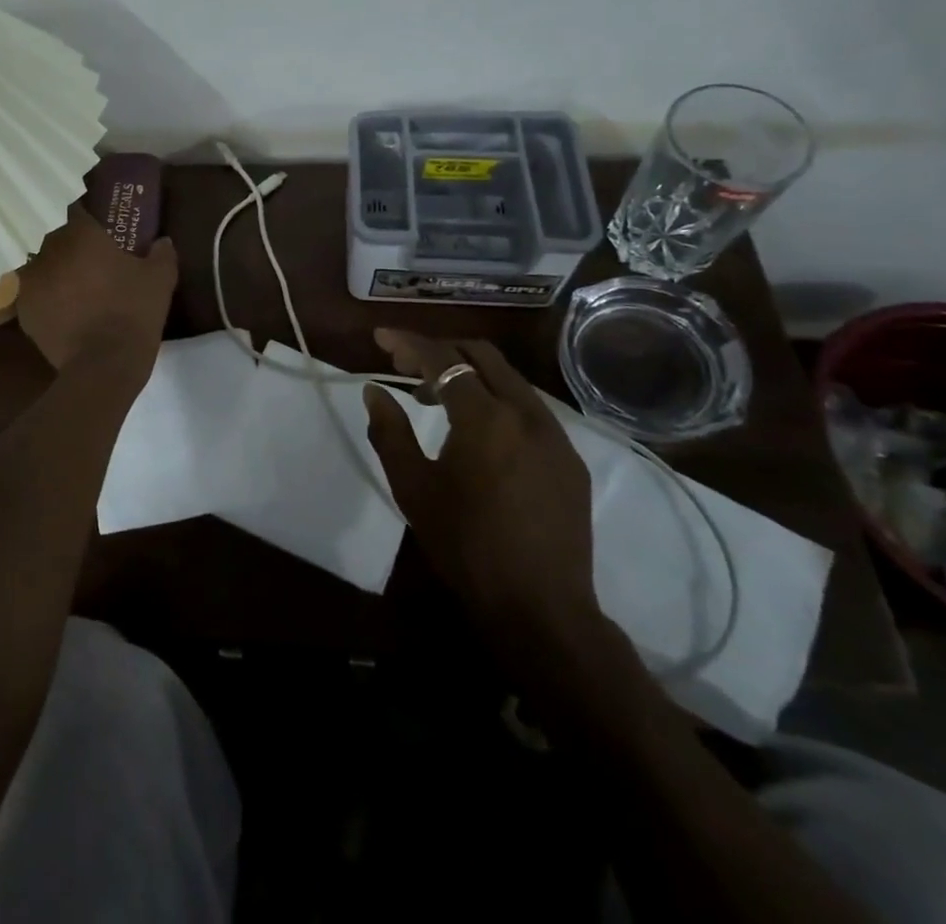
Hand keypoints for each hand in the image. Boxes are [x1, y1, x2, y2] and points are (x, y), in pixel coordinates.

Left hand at [18, 206, 177, 371]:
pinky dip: (47, 300)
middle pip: (59, 240)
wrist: (103, 365)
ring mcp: (31, 282)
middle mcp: (50, 251)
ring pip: (43, 267)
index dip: (90, 218)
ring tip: (76, 290)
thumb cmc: (133, 312)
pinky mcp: (23, 311)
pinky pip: (35, 296)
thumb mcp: (160, 279)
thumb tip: (162, 241)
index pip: (79, 210)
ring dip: (57, 273)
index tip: (102, 228)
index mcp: (81, 235)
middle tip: (93, 263)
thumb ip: (162, 253)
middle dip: (73, 247)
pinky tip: (64, 313)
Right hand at [363, 329, 603, 652]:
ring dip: (469, 375)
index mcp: (485, 418)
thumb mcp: (414, 488)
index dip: (408, 342)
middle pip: (481, 355)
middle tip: (406, 364)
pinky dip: (496, 401)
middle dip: (440, 349)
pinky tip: (478, 432)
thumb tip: (375, 391)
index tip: (380, 337)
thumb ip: (390, 432)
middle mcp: (527, 413)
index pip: (442, 359)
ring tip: (435, 399)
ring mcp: (555, 435)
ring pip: (509, 379)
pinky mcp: (570, 459)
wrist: (541, 608)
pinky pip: (529, 409)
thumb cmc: (466, 546)